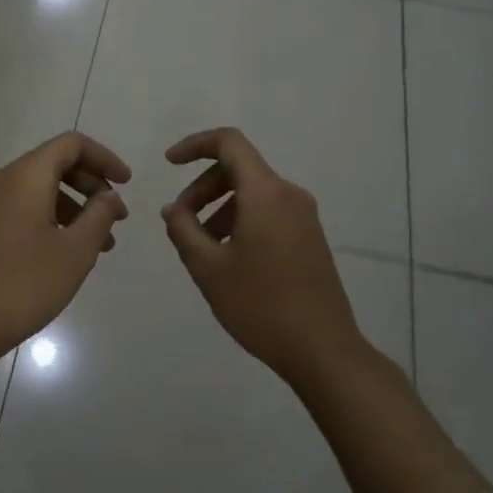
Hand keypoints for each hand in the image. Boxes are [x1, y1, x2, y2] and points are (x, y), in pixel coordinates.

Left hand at [0, 132, 131, 363]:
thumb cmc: (25, 283)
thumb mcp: (76, 250)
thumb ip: (100, 216)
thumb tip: (110, 196)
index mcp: (26, 176)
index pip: (71, 144)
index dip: (104, 158)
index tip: (126, 184)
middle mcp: (4, 180)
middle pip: (56, 164)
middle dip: (92, 185)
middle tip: (117, 216)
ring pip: (41, 189)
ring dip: (76, 207)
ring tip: (101, 244)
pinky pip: (26, 208)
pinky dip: (54, 219)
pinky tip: (69, 253)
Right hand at [161, 128, 366, 385]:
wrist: (323, 350)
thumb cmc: (261, 305)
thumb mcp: (208, 268)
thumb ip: (183, 229)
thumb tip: (173, 208)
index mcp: (265, 193)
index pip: (229, 143)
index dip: (195, 144)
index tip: (169, 163)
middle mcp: (289, 194)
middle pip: (239, 169)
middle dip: (203, 187)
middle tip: (181, 221)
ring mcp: (304, 216)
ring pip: (253, 193)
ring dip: (220, 208)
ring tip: (201, 247)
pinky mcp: (310, 237)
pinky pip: (269, 212)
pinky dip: (241, 220)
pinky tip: (228, 258)